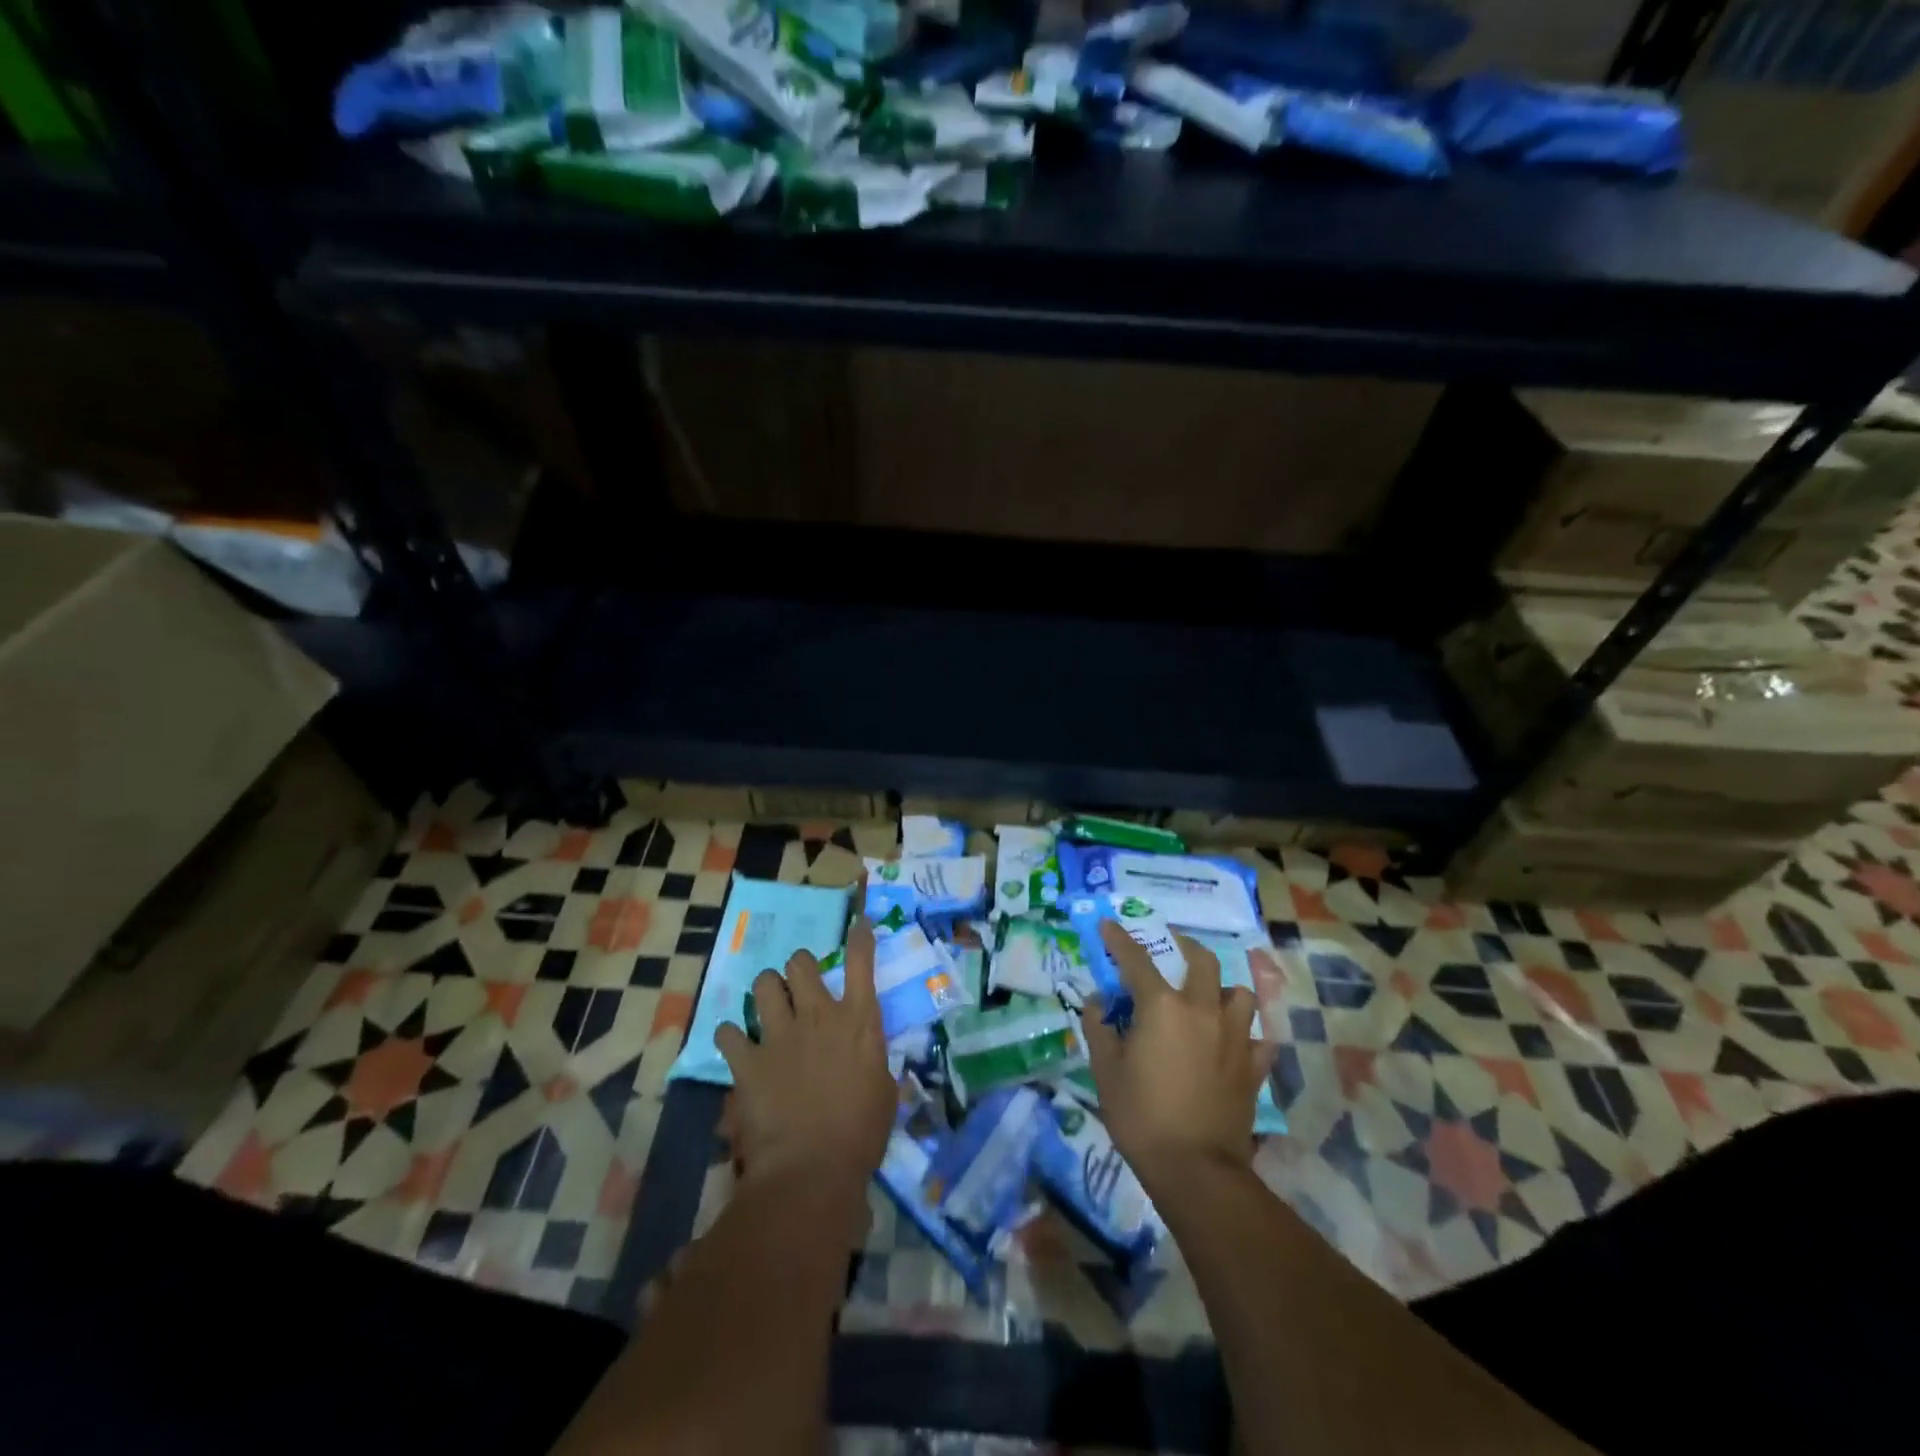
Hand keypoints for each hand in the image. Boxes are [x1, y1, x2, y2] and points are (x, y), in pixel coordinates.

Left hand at [714, 918, 894, 1193]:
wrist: (811, 1170)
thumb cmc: (861, 1135)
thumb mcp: (884, 1091)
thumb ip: (872, 1060)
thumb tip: (864, 1053)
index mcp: (859, 1021)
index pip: (862, 961)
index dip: (860, 938)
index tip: (859, 924)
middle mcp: (818, 1015)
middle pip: (801, 963)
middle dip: (799, 967)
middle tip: (800, 985)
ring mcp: (780, 1034)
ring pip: (764, 984)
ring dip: (767, 991)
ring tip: (768, 1007)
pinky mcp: (748, 1060)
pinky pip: (728, 1032)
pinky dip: (732, 1037)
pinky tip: (736, 1046)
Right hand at [1080, 920, 1276, 1192]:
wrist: (1196, 1169)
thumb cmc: (1141, 1116)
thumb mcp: (1105, 1071)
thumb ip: (1098, 1029)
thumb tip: (1097, 1003)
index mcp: (1162, 1006)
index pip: (1136, 960)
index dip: (1119, 939)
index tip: (1109, 924)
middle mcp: (1202, 1010)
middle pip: (1202, 960)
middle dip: (1185, 947)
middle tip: (1171, 951)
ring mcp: (1234, 1037)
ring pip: (1240, 993)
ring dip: (1222, 989)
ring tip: (1208, 999)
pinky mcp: (1253, 1066)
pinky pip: (1257, 1037)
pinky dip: (1245, 1033)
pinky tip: (1233, 1041)